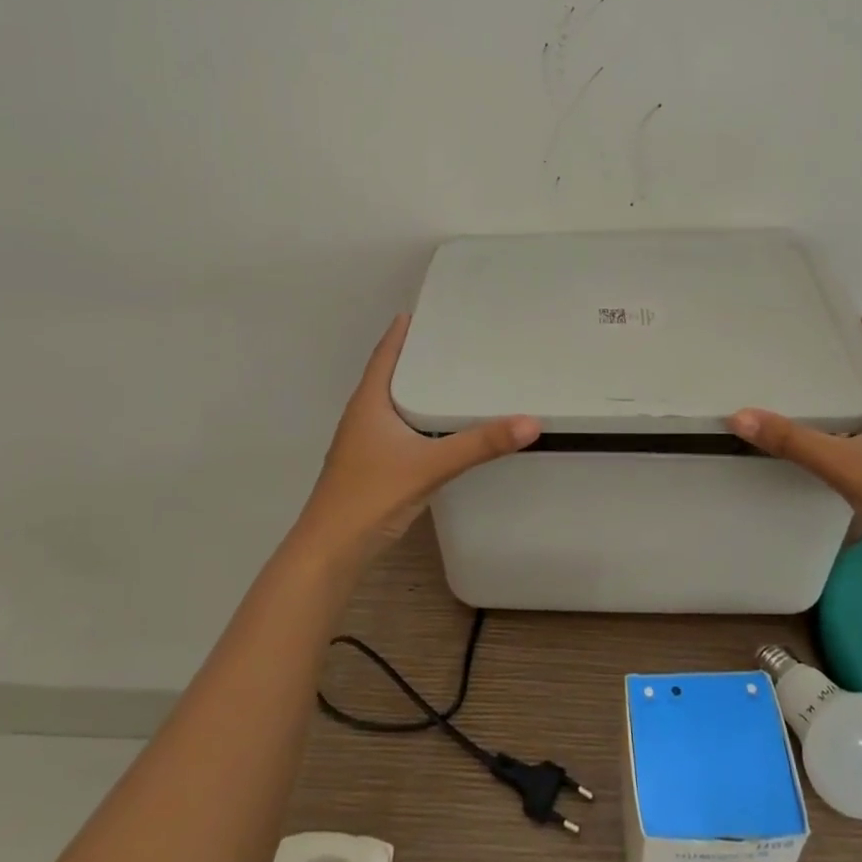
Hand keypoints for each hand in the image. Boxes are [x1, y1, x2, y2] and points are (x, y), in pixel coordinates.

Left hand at [297, 315, 539, 559]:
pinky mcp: (370, 466)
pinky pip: (396, 427)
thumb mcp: (430, 465)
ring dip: (416, 388)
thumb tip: (530, 422)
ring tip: (451, 378)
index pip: (385, 354)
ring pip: (393, 403)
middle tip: (452, 341)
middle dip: (416, 357)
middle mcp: (362, 416)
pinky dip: (416, 417)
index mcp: (369, 402)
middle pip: (389, 375)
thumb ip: (480, 444)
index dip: (401, 331)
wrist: (331, 551)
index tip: (424, 311)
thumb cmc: (372, 495)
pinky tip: (438, 428)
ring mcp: (363, 443)